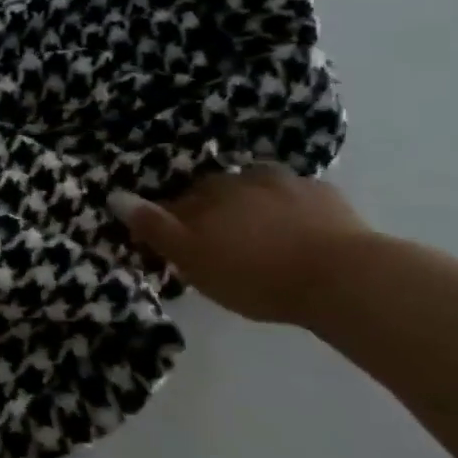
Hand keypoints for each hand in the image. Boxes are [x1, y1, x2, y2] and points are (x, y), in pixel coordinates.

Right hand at [113, 166, 372, 325]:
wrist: (343, 278)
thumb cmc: (255, 274)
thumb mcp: (192, 259)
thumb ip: (154, 227)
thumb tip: (115, 195)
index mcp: (207, 194)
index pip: (175, 202)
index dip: (171, 222)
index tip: (176, 246)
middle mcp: (241, 179)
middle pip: (215, 191)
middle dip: (212, 210)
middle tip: (218, 243)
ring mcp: (286, 184)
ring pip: (256, 189)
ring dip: (251, 205)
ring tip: (258, 235)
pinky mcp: (325, 196)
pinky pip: (297, 198)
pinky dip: (290, 210)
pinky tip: (297, 232)